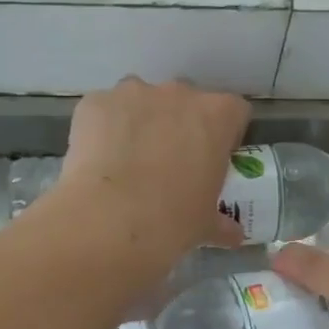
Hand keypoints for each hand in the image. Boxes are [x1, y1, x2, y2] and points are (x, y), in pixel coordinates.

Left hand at [42, 77, 248, 270]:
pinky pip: (104, 110)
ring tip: (128, 161)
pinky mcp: (95, 102)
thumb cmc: (172, 221)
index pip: (233, 111)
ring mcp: (133, 93)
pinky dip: (103, 128)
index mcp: (216, 116)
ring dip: (140, 122)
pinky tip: (98, 161)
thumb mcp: (205, 225)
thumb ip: (222, 222)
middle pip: (185, 101)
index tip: (212, 159)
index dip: (224, 135)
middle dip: (179, 125)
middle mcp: (178, 93)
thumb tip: (233, 235)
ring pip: (141, 100)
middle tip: (169, 163)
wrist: (109, 221)